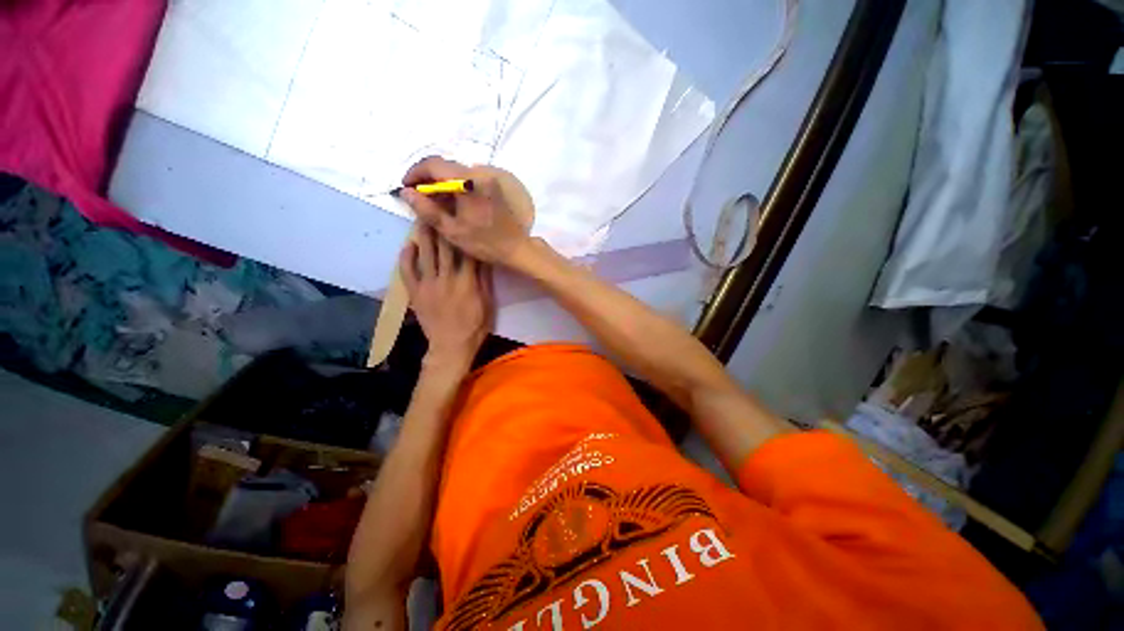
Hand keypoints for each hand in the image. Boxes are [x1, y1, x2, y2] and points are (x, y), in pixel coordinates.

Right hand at [400, 156, 533, 265]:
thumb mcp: (452, 230)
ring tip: (430, 201)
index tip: (405, 187)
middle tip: (416, 195)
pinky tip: (449, 202)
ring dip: (440, 182)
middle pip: (445, 166)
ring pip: (456, 172)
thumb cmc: (484, 243)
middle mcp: (479, 174)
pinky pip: (468, 179)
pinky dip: (454, 186)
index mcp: (468, 183)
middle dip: (427, 178)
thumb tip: (406, 192)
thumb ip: (427, 210)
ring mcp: (488, 179)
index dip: (415, 173)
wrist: (516, 249)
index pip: (434, 164)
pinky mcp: (493, 186)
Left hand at [400, 225, 493, 370]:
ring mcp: (428, 284)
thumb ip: (484, 280)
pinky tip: (407, 245)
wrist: (451, 345)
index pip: (466, 250)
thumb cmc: (475, 326)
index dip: (465, 231)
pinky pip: (408, 272)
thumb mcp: (488, 303)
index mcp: (468, 281)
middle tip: (439, 205)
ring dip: (424, 234)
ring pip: (425, 254)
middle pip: (444, 247)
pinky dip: (406, 257)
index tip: (462, 215)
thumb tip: (483, 257)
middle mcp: (447, 277)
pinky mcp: (415, 292)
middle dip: (443, 225)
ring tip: (422, 216)